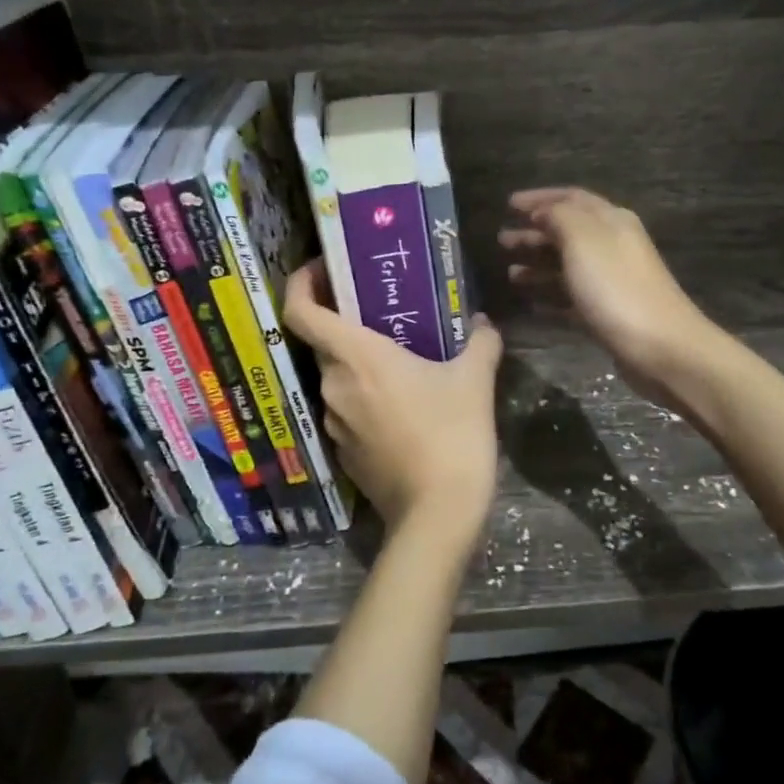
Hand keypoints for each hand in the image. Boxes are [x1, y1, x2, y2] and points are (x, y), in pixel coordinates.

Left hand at [283, 261, 503, 550]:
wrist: (438, 512)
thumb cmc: (452, 433)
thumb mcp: (475, 380)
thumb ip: (480, 342)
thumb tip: (483, 322)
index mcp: (355, 357)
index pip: (300, 311)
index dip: (301, 284)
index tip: (322, 270)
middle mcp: (333, 385)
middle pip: (322, 342)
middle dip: (344, 323)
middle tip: (380, 312)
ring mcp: (334, 422)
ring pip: (337, 378)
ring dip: (358, 364)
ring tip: (398, 358)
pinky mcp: (343, 452)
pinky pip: (347, 410)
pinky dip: (364, 398)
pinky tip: (400, 404)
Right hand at [499, 187, 715, 409]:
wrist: (659, 347)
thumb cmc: (616, 287)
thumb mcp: (583, 239)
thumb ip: (559, 217)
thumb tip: (542, 212)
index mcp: (611, 221)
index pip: (571, 198)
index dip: (540, 198)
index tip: (509, 204)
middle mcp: (612, 245)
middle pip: (567, 232)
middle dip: (534, 232)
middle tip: (501, 240)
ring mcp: (610, 281)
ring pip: (567, 265)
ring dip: (537, 264)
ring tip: (509, 272)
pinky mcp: (606, 313)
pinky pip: (571, 297)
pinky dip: (549, 295)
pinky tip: (529, 302)